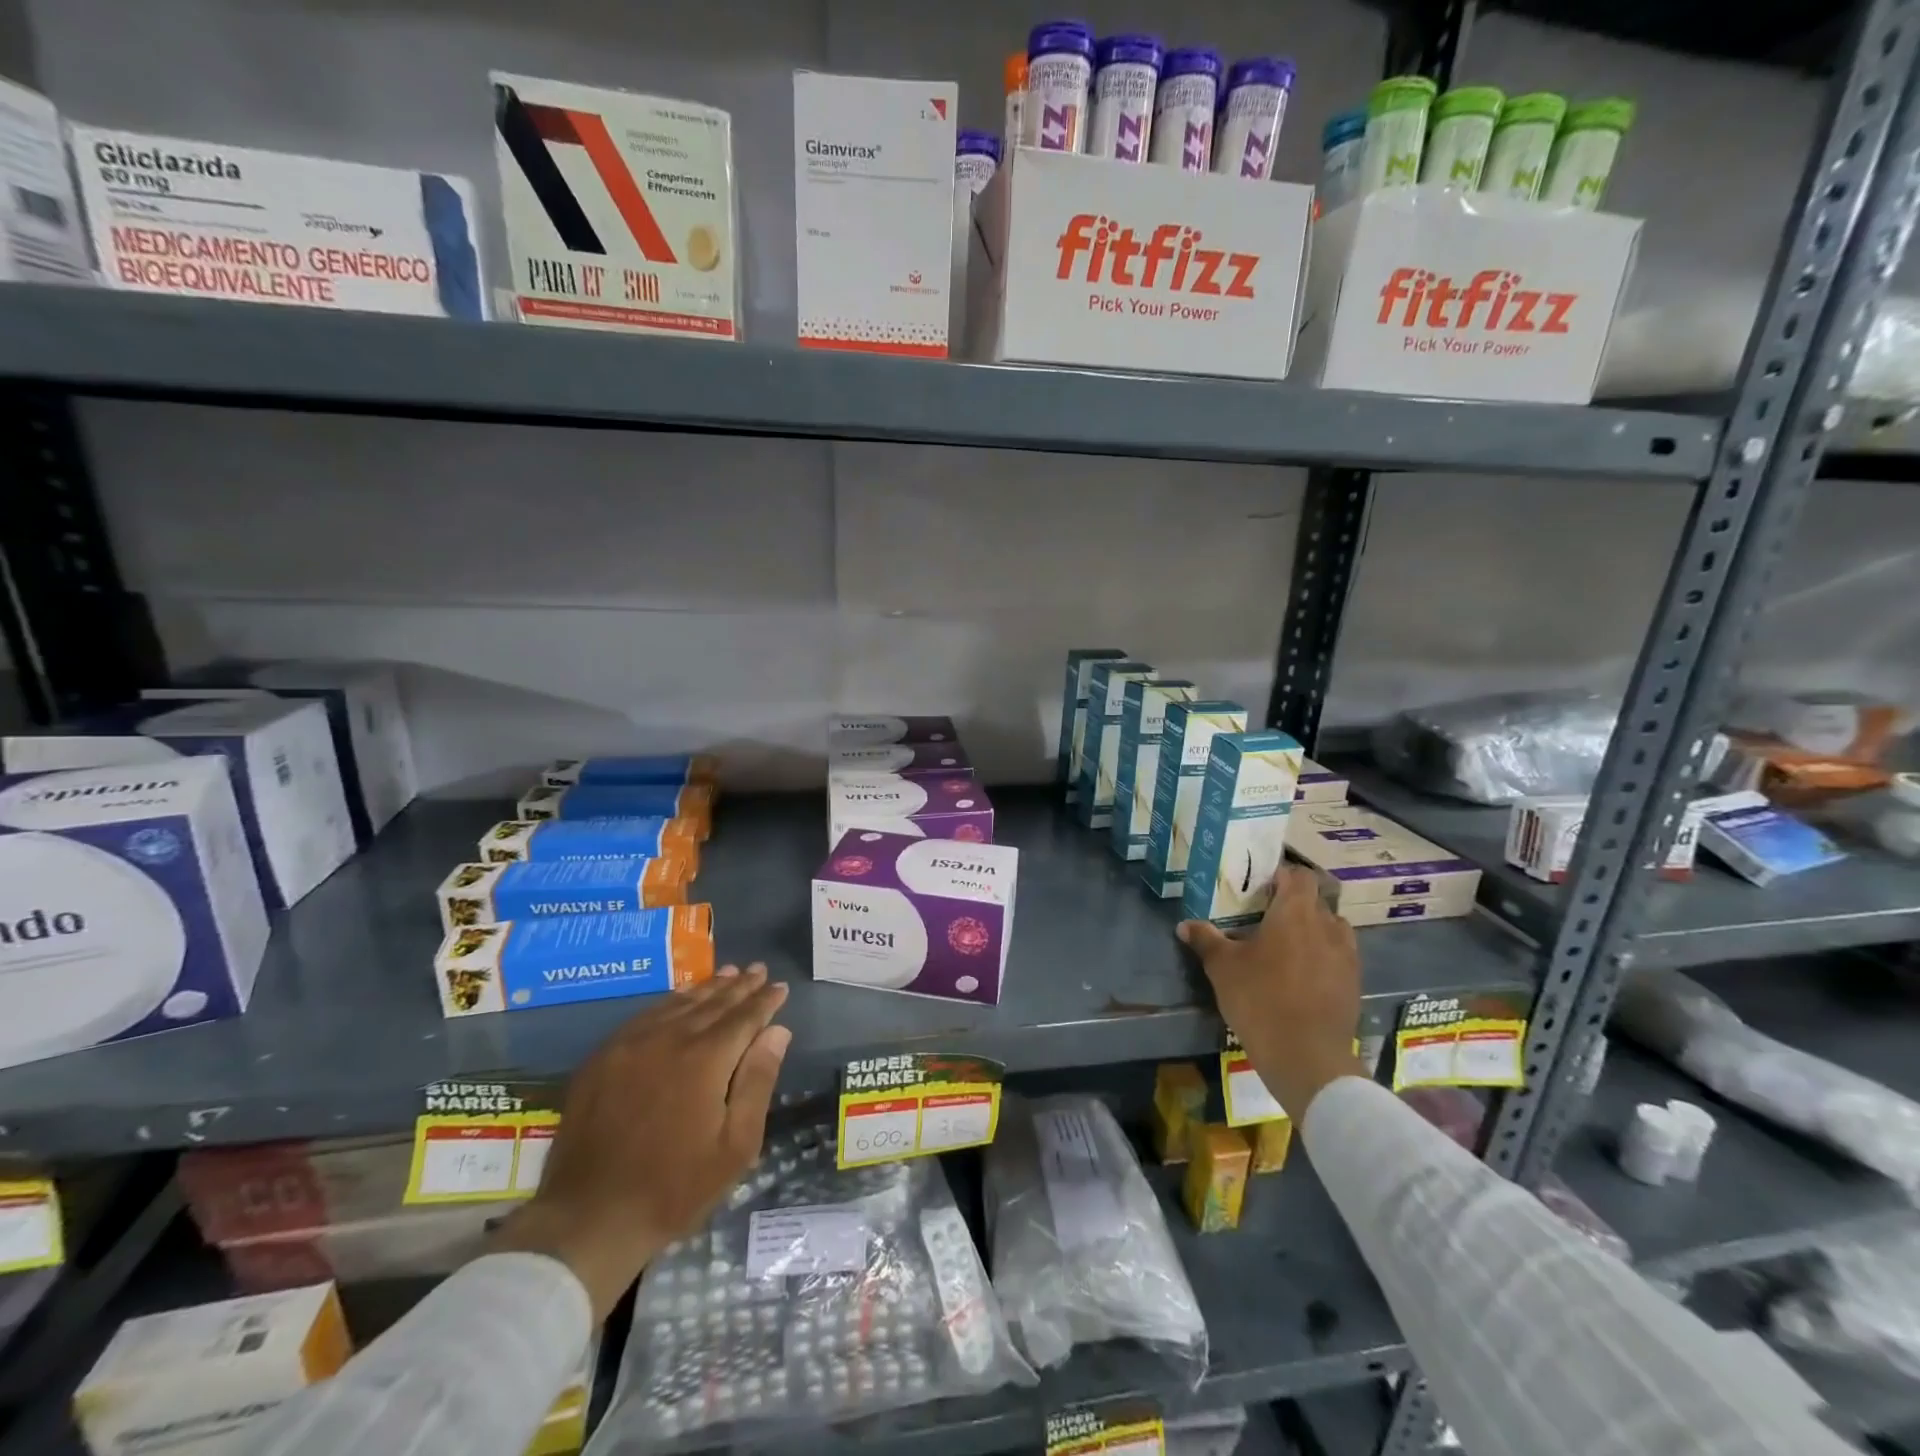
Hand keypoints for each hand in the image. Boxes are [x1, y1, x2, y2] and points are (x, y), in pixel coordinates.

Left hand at [491, 964, 790, 1319]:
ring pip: (679, 1003)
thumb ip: (758, 1081)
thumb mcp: (735, 1146)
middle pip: (713, 1003)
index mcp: (706, 1059)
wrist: (588, 1219)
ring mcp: (631, 1044)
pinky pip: (645, 1015)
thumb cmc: (674, 1188)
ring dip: (708, 988)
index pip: (744, 1017)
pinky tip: (680, 999)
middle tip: (758, 969)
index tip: (780, 986)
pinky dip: (671, 1002)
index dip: (765, 1001)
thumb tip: (778, 1031)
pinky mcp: (603, 1057)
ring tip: (728, 974)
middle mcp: (670, 1039)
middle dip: (740, 986)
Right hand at [1178, 865, 1365, 1120]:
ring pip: (1331, 929)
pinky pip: (1339, 956)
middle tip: (1266, 919)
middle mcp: (1327, 926)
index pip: (1298, 876)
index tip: (1261, 886)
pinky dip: (1323, 957)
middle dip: (1293, 905)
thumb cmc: (1260, 998)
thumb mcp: (1222, 967)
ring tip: (1287, 946)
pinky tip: (1302, 975)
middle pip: (1315, 902)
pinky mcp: (1354, 983)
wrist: (1306, 1056)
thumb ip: (1206, 940)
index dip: (1282, 876)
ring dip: (1312, 930)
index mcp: (1295, 912)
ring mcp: (1346, 956)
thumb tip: (1185, 924)